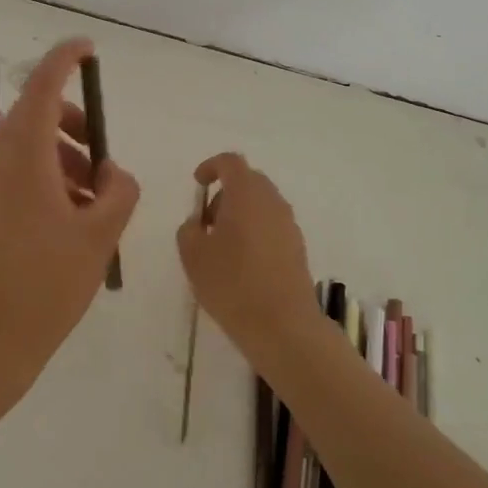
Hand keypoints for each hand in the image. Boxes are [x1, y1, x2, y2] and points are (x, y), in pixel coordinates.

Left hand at [0, 38, 139, 413]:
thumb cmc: (46, 285)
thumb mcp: (99, 236)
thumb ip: (118, 193)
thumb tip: (113, 173)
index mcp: (25, 158)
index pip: (42, 87)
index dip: (64, 60)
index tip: (87, 49)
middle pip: (34, 116)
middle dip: (71, 121)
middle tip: (100, 150)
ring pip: (26, 149)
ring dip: (62, 155)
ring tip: (94, 196)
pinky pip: (16, 176)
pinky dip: (46, 179)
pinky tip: (72, 218)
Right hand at [175, 153, 316, 360]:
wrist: (282, 325)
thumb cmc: (232, 283)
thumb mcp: (193, 255)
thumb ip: (189, 229)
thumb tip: (198, 223)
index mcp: (246, 193)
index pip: (230, 162)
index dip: (211, 167)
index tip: (198, 184)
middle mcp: (272, 201)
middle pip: (248, 181)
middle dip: (224, 194)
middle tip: (206, 223)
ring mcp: (289, 224)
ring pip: (261, 205)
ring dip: (240, 214)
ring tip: (221, 247)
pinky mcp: (298, 247)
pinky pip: (272, 226)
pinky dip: (255, 232)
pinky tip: (241, 264)